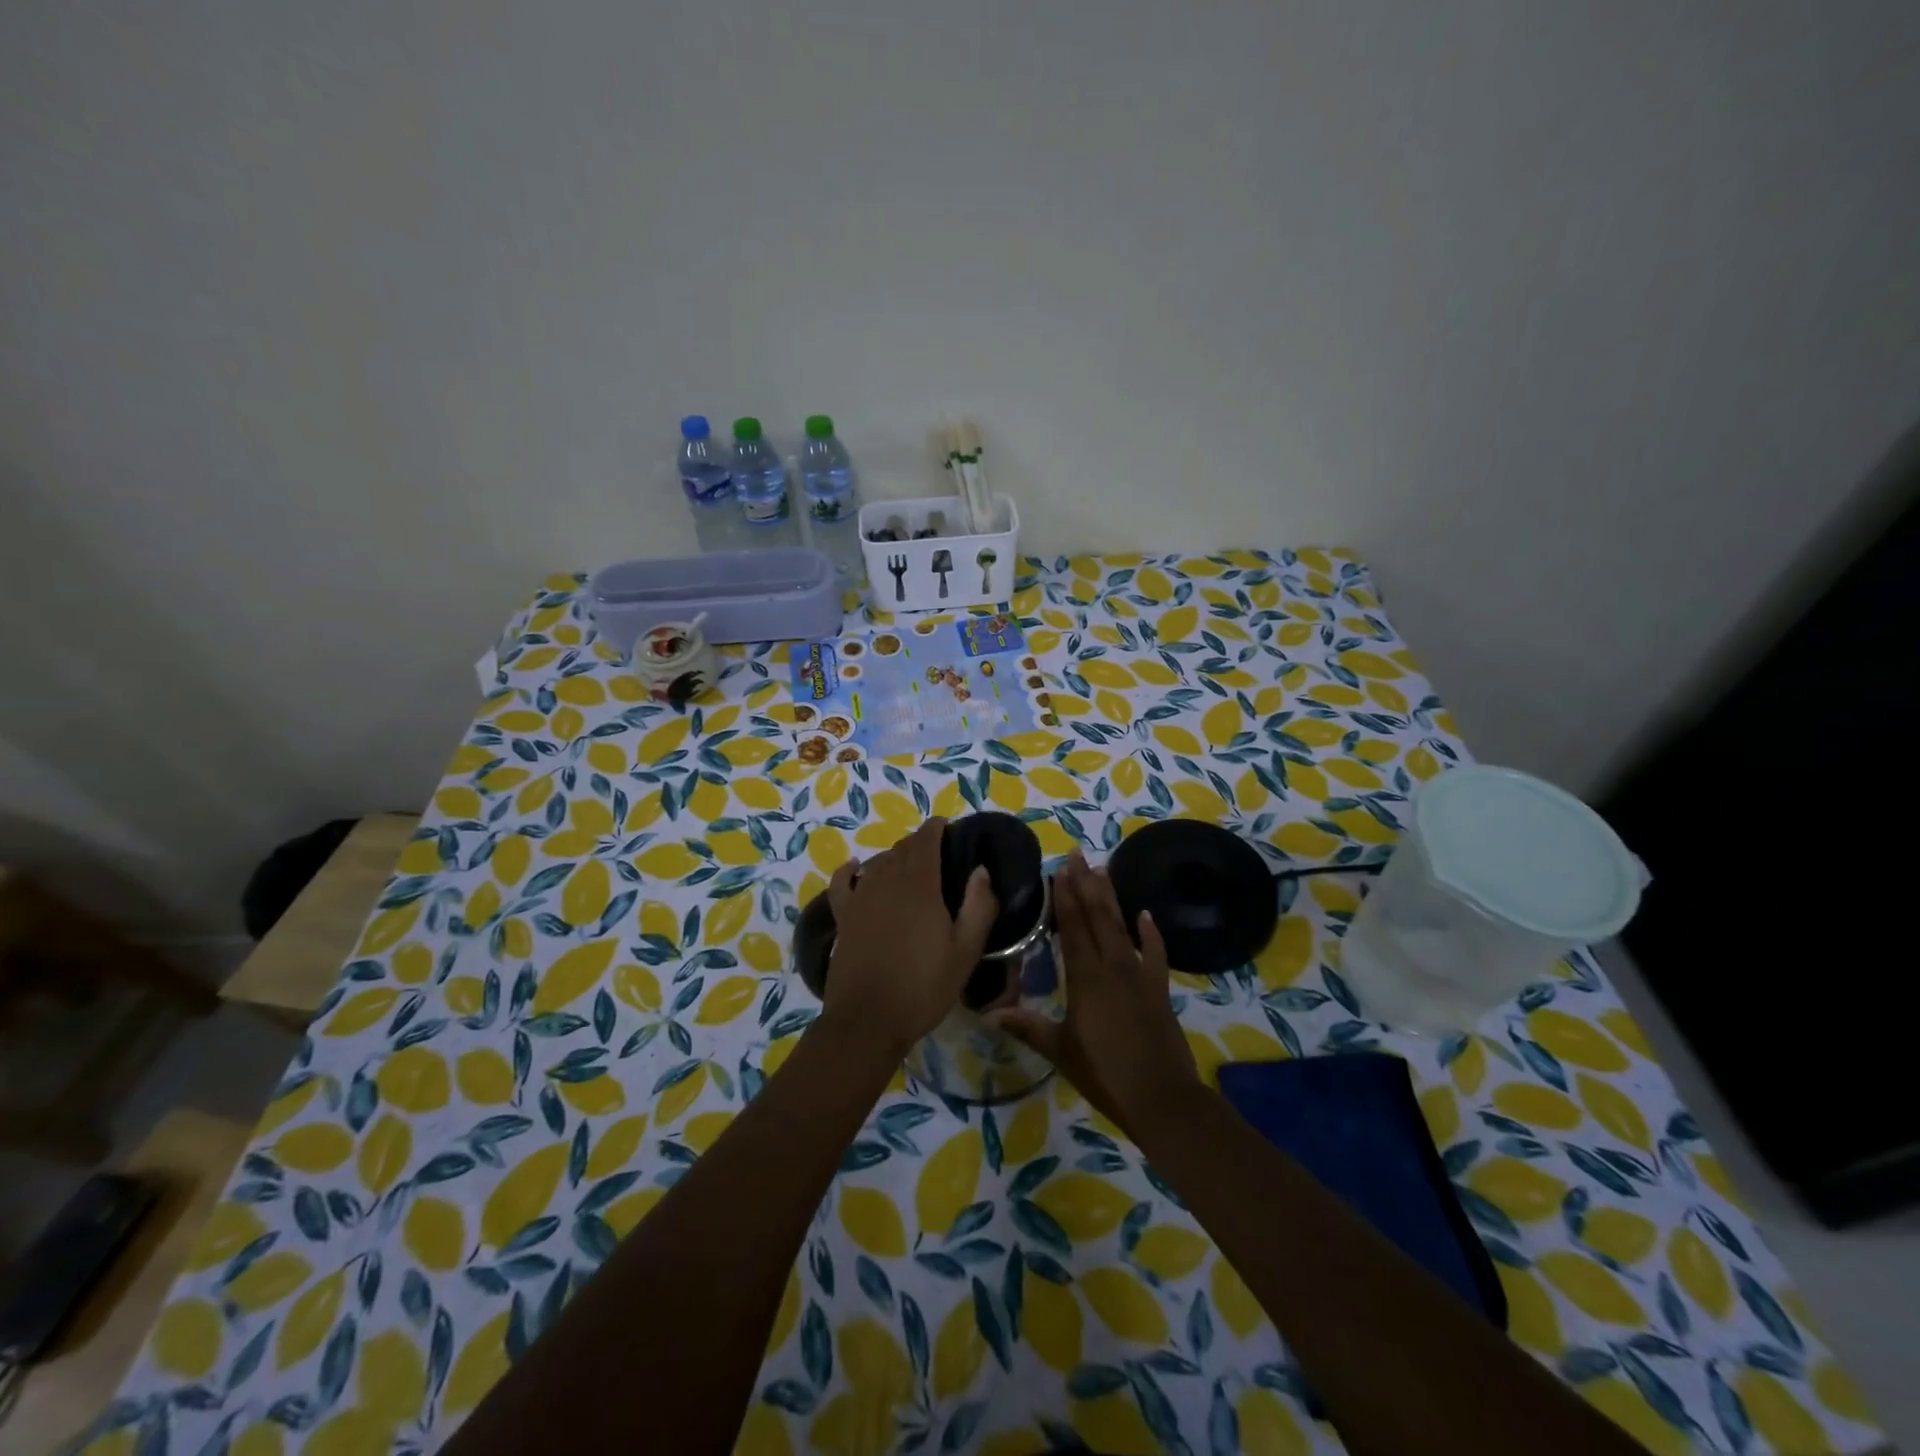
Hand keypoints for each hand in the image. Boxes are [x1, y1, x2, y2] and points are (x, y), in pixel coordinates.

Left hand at [823, 818, 998, 1058]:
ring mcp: (860, 898)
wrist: (868, 1020)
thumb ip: (978, 906)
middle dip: (919, 843)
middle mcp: (886, 881)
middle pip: (902, 848)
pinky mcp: (843, 917)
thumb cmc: (924, 986)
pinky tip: (854, 867)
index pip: (926, 840)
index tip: (947, 826)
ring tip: (909, 865)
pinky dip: (849, 871)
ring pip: (877, 863)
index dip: (936, 828)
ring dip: (894, 857)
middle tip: (937, 852)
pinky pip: (842, 883)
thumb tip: (980, 869)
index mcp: (920, 885)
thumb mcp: (965, 951)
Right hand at [989, 851, 1201, 1139]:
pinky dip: (1151, 933)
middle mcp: (1113, 966)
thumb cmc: (1105, 1074)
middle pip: (1097, 917)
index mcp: (1085, 978)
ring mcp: (1139, 975)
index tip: (1059, 870)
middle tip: (1077, 855)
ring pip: (1122, 927)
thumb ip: (1027, 1027)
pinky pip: (1156, 953)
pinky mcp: (1159, 989)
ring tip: (1102, 869)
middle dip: (1085, 885)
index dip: (1065, 898)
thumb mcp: (1061, 1051)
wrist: (1162, 1098)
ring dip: (1111, 898)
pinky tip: (1145, 914)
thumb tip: (987, 1015)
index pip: (1072, 928)